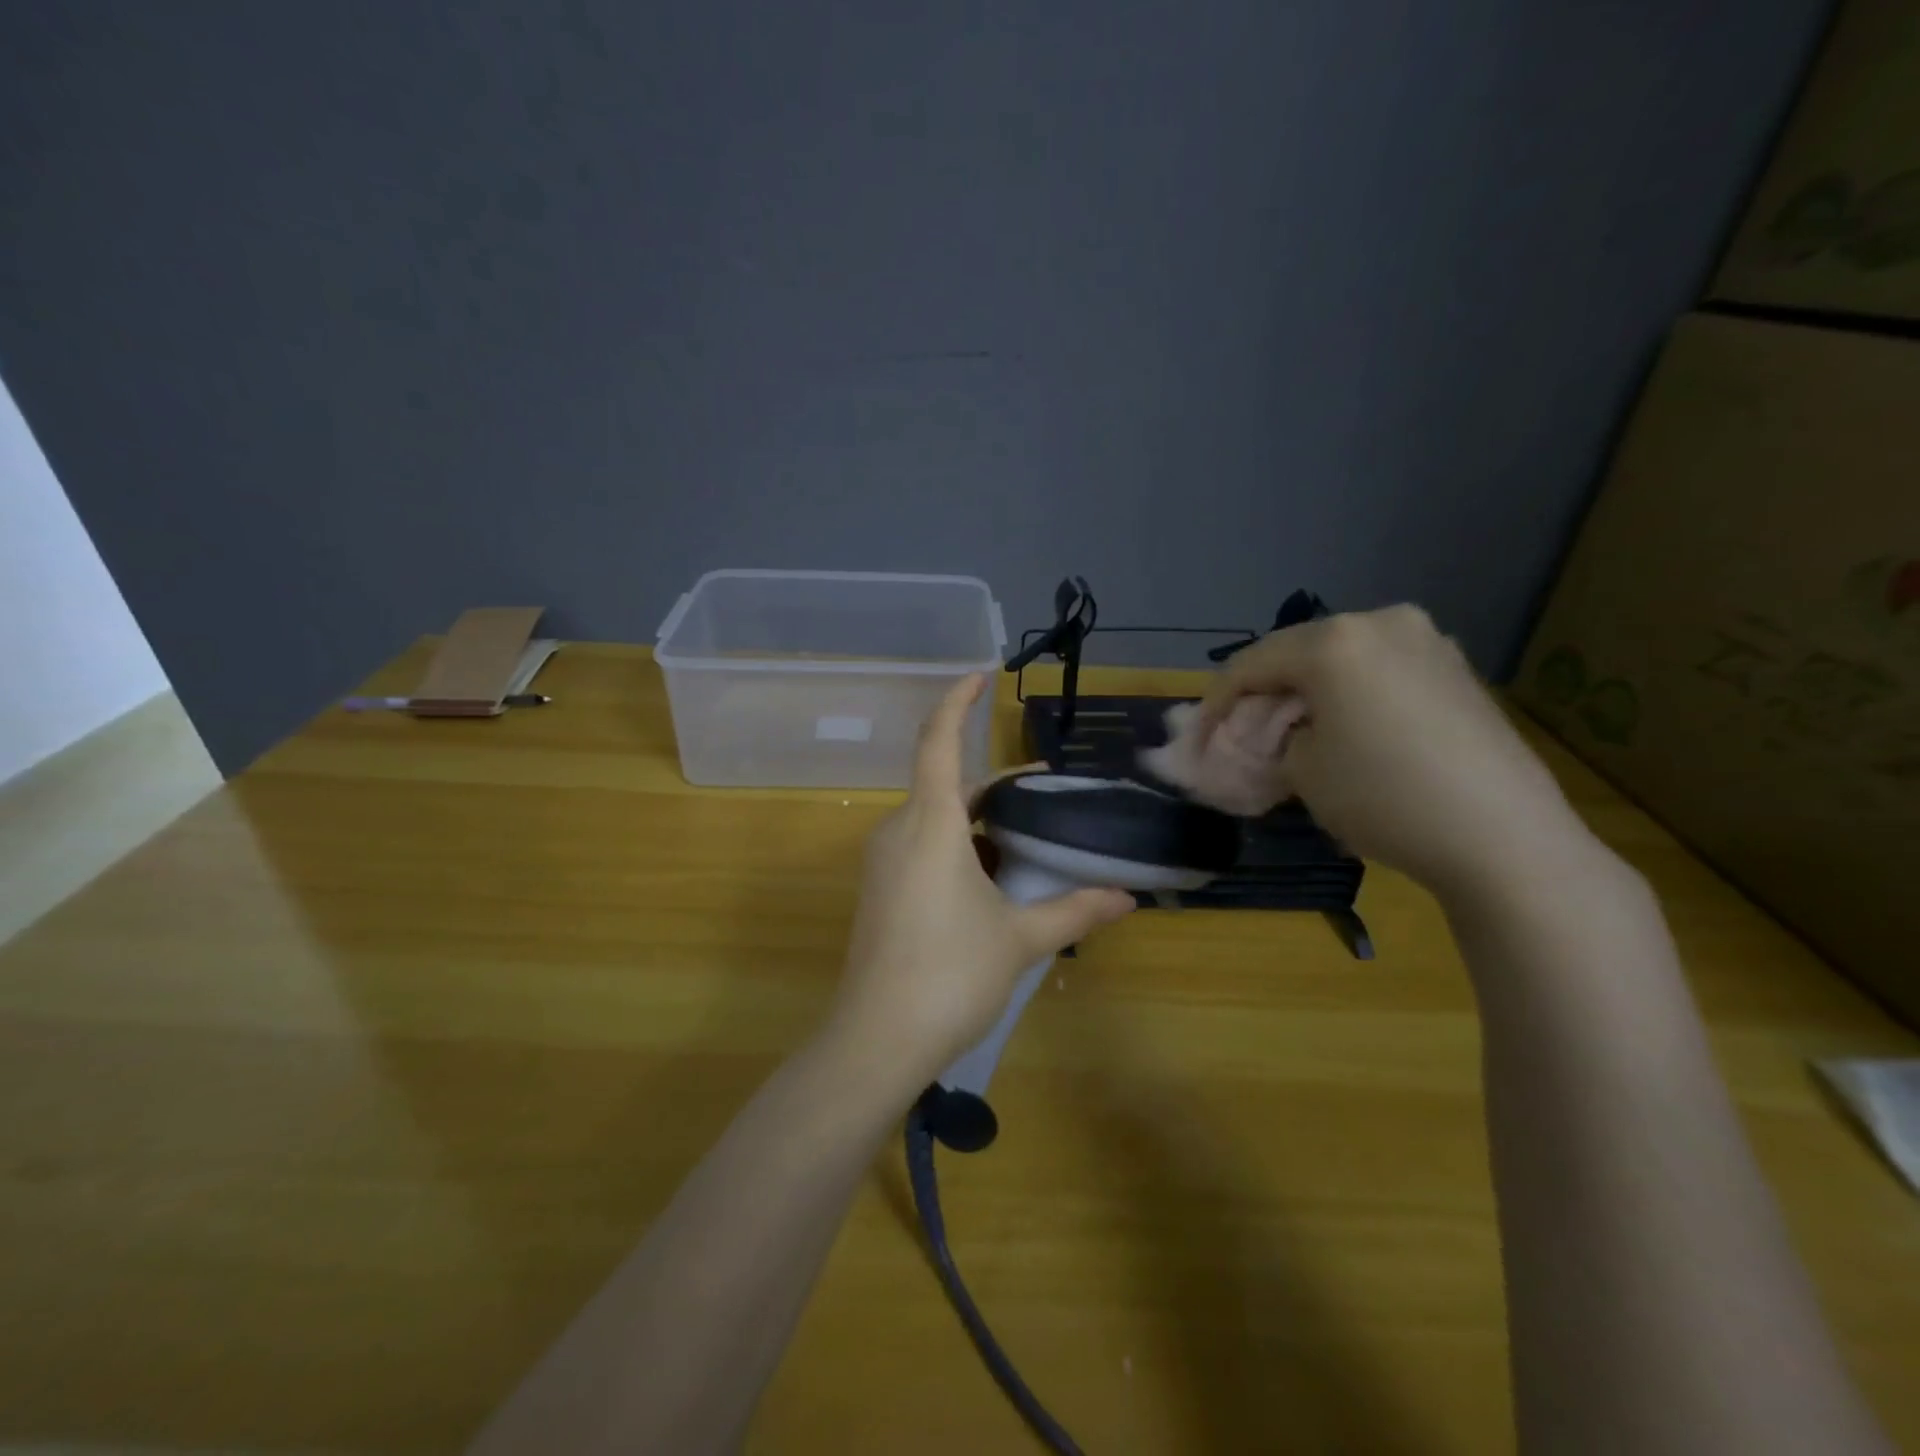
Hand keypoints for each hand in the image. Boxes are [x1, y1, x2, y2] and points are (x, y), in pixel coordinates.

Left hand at [828, 675, 1135, 1088]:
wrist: (876, 1040)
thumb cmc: (950, 974)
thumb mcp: (1020, 938)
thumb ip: (1073, 910)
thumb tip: (1127, 899)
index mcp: (930, 823)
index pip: (938, 740)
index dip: (957, 701)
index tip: (980, 676)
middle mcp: (899, 830)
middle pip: (946, 782)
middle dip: (995, 782)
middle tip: (1046, 790)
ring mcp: (884, 861)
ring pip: (936, 817)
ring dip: (979, 818)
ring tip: (1030, 836)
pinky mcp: (881, 889)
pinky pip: (923, 846)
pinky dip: (960, 845)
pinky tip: (994, 876)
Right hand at [1195, 606, 1590, 900]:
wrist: (1502, 836)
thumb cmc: (1383, 796)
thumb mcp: (1301, 771)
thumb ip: (1273, 740)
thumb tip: (1275, 735)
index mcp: (1334, 640)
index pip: (1250, 665)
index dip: (1214, 704)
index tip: (1198, 741)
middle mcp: (1381, 622)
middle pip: (1296, 654)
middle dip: (1264, 695)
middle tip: (1243, 735)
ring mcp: (1427, 642)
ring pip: (1341, 661)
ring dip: (1308, 693)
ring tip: (1294, 733)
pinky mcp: (1458, 669)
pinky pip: (1380, 671)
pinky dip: (1350, 695)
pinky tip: (1347, 730)